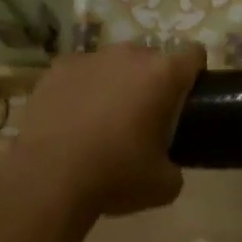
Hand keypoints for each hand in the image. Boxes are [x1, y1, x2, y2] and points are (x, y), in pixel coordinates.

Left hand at [11, 42, 204, 217]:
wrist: (47, 179)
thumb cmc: (114, 176)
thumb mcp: (162, 185)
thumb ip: (175, 166)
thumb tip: (168, 164)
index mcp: (163, 75)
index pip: (194, 55)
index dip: (195, 73)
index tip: (187, 97)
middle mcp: (130, 55)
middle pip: (152, 59)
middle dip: (151, 82)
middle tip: (142, 118)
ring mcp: (92, 57)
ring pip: (115, 64)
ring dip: (116, 83)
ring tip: (101, 119)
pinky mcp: (59, 67)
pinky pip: (81, 72)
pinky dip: (82, 88)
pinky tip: (72, 118)